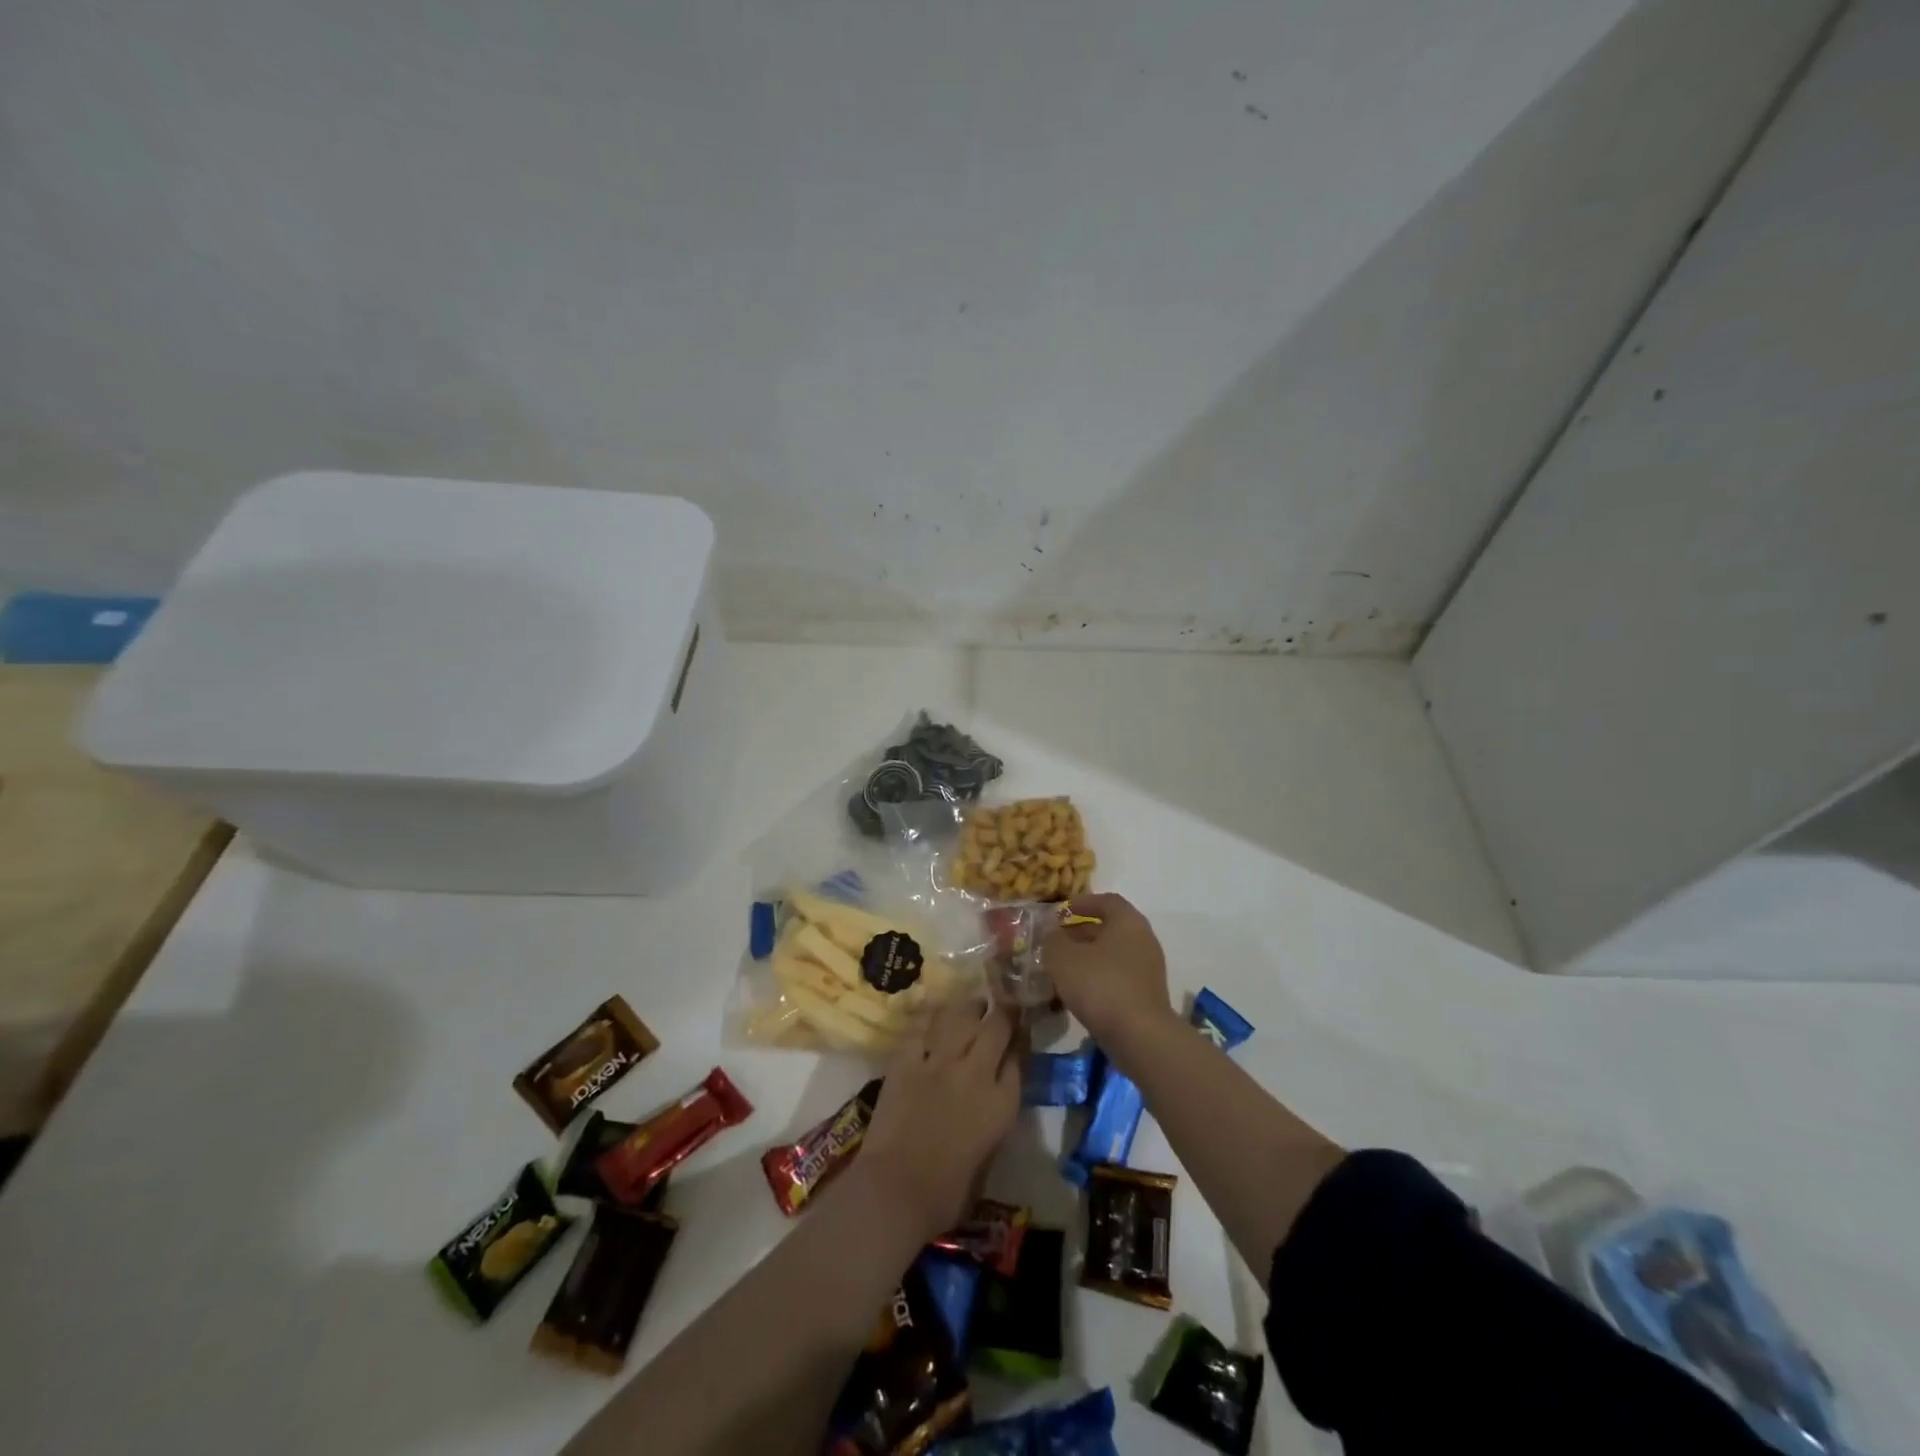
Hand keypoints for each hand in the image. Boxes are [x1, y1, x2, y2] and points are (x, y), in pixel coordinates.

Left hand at [855, 999, 1022, 1238]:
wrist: (894, 1191)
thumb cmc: (945, 1195)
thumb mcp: (987, 1160)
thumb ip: (993, 1122)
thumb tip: (989, 1102)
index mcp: (1002, 1104)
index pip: (1019, 1058)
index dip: (1021, 1041)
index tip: (1020, 1034)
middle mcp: (976, 1073)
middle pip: (997, 1027)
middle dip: (1004, 1011)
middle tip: (1004, 1004)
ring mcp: (940, 1061)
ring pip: (962, 1016)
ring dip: (971, 1007)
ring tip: (974, 1003)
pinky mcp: (907, 1059)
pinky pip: (922, 1026)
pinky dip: (930, 1015)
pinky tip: (936, 1008)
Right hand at [1041, 892, 1175, 1048]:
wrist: (1140, 1036)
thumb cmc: (1100, 985)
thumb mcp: (1063, 958)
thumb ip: (1053, 940)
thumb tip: (1051, 934)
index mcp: (1128, 921)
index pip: (1107, 901)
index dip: (1083, 902)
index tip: (1062, 911)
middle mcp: (1143, 939)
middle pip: (1110, 928)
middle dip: (1082, 932)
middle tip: (1057, 941)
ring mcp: (1148, 969)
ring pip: (1113, 954)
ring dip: (1088, 957)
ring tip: (1062, 968)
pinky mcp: (1147, 995)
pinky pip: (1119, 976)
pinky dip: (1099, 977)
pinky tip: (1078, 992)